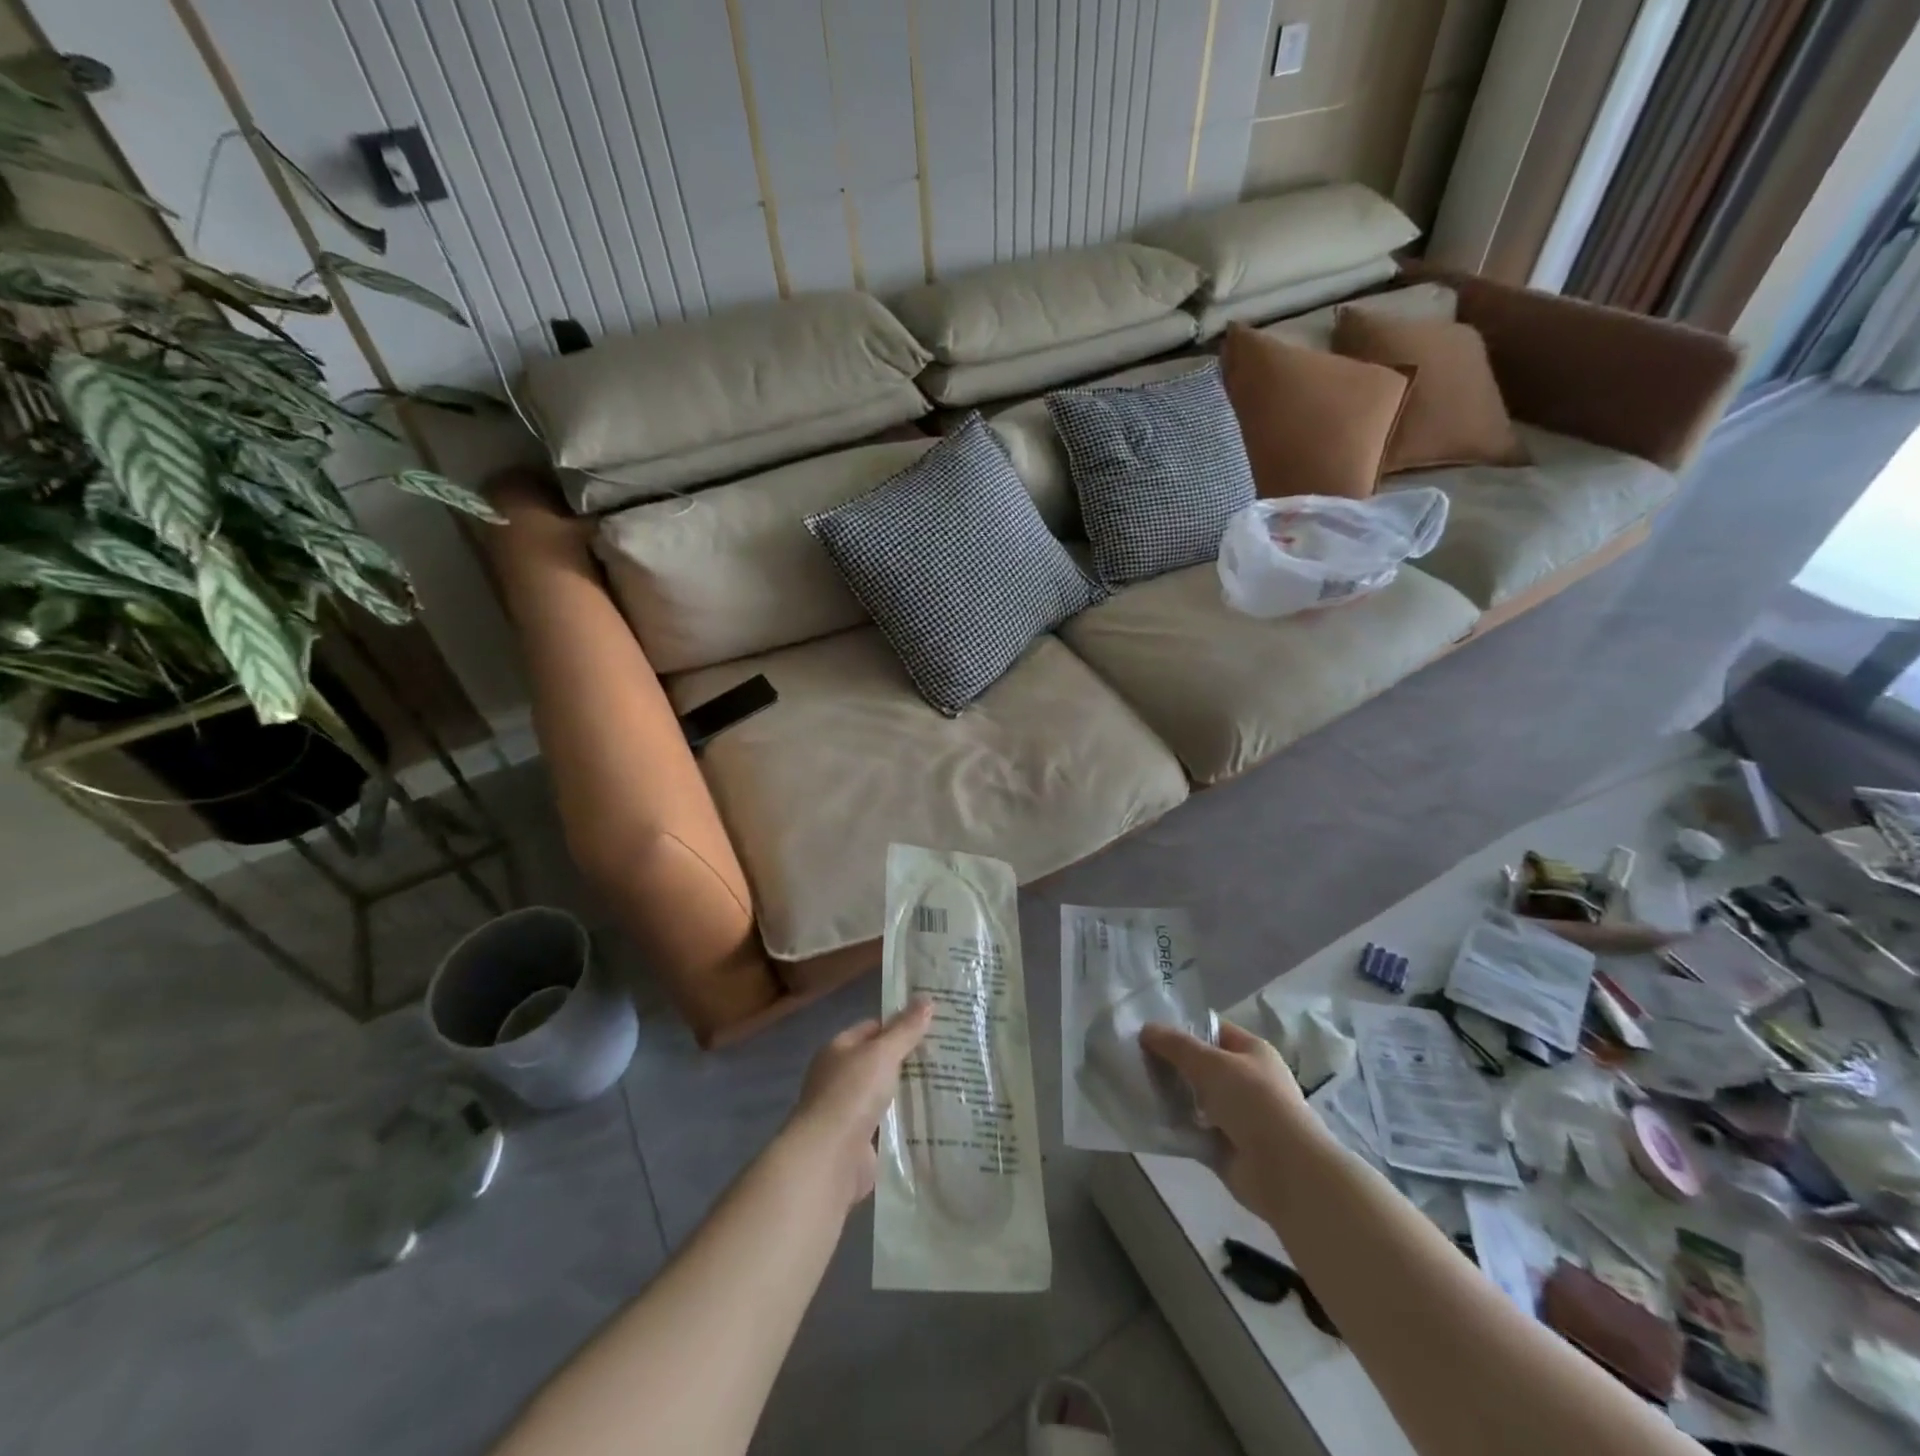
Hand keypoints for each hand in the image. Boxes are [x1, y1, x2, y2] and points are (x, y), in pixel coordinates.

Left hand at [786, 998, 933, 1207]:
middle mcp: (840, 1078)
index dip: (900, 1025)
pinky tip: (933, 1119)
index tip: (933, 1025)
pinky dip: (905, 1123)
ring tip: (948, 1085)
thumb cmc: (852, 1094)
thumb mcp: (882, 1053)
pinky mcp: (860, 1143)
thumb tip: (927, 998)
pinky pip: (888, 1125)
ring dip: (908, 1093)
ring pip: (885, 1094)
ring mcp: (848, 1112)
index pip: (872, 1028)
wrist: (829, 1157)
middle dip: (909, 1060)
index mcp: (839, 1050)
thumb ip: (905, 1029)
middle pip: (879, 1062)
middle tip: (948, 1054)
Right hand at [1141, 1020, 1314, 1215]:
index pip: (1212, 1031)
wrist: (1285, 1170)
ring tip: (1135, 1087)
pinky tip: (1149, 1119)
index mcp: (1252, 1052)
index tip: (1148, 1032)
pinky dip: (1175, 1126)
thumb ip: (1176, 1045)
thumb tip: (1146, 1028)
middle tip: (1135, 1061)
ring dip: (1171, 1096)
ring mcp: (1237, 1116)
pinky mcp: (1225, 1147)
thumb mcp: (1211, 1063)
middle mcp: (1246, 1080)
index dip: (1182, 1029)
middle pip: (1201, 1066)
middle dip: (1172, 1064)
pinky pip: (1192, 1130)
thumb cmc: (1253, 1102)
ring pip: (1194, 1099)